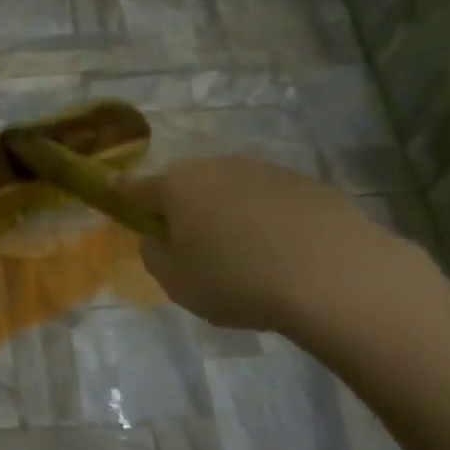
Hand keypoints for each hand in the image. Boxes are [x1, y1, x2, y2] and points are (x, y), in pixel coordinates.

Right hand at [126, 155, 422, 331]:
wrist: (333, 275)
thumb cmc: (236, 280)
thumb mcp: (175, 282)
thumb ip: (154, 254)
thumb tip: (156, 236)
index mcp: (178, 186)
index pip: (136, 188)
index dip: (122, 197)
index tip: (116, 201)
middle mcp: (219, 167)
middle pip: (186, 184)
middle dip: (180, 207)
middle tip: (187, 244)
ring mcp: (266, 170)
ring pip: (230, 189)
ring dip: (224, 211)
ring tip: (237, 252)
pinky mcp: (307, 183)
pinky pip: (268, 200)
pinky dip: (262, 218)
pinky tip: (277, 251)